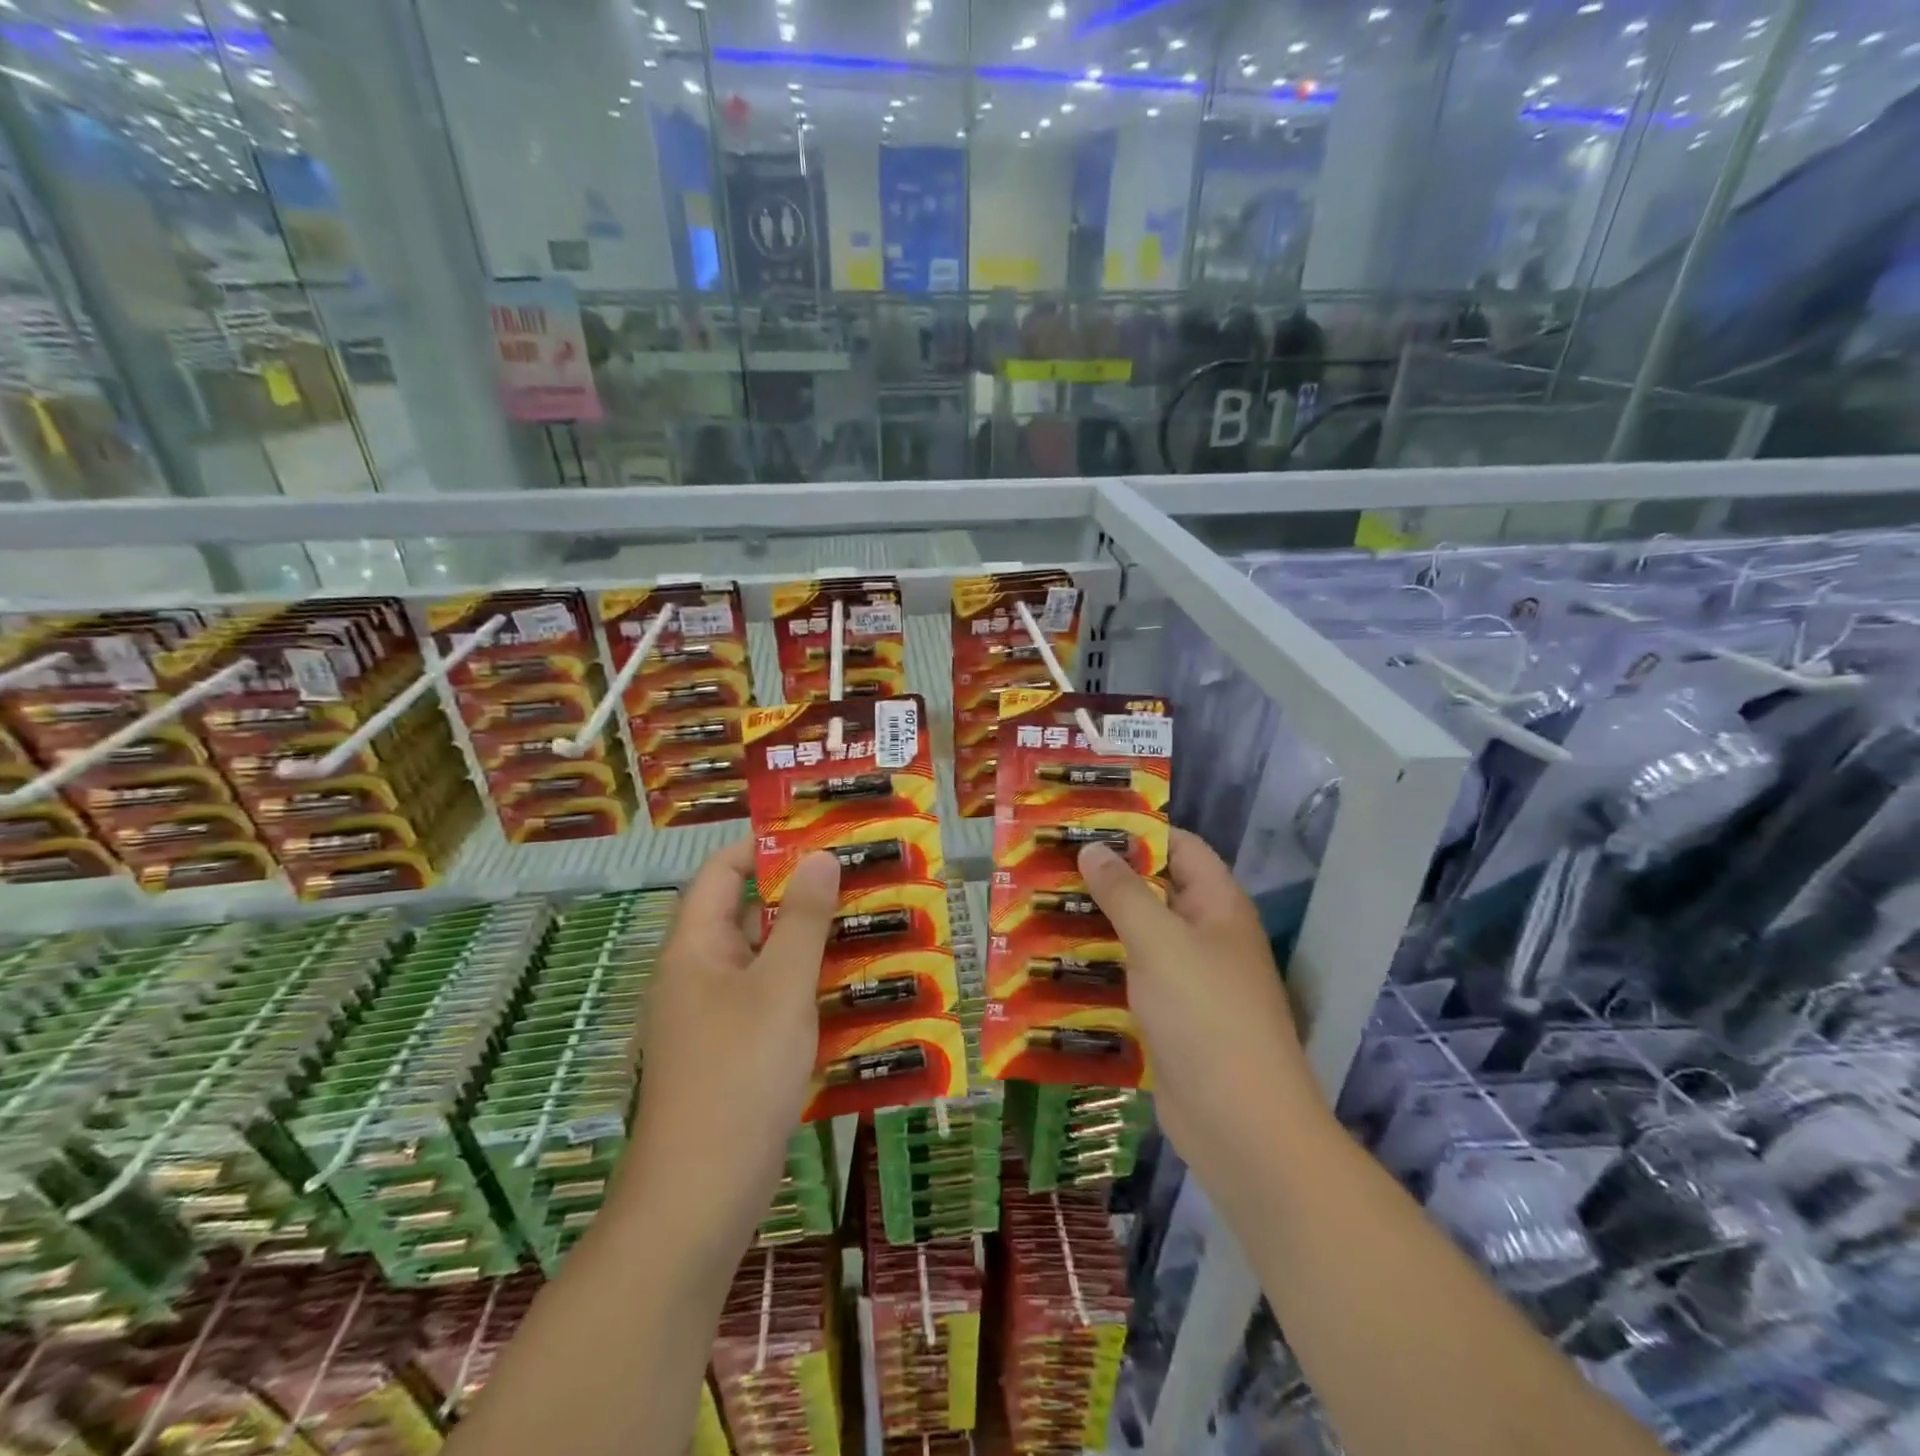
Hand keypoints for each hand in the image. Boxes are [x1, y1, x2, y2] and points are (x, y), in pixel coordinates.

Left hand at [619, 840, 840, 1272]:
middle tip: (859, 878)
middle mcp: (698, 976)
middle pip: (747, 915)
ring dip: (810, 943)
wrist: (700, 1197)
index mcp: (693, 949)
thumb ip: (803, 919)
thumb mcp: (781, 986)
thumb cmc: (739, 1074)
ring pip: (765, 962)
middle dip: (800, 894)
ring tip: (869, 924)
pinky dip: (807, 988)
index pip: (722, 874)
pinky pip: (771, 1002)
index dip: (764, 847)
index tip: (819, 834)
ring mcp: (714, 1019)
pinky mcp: (734, 1054)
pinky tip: (853, 989)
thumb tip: (820, 856)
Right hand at [1078, 830, 1322, 1172]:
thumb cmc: (1205, 1015)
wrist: (1240, 1125)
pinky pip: (1128, 981)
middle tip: (1046, 865)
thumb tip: (1093, 847)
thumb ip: (1123, 892)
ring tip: (1037, 908)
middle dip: (1103, 879)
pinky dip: (1096, 970)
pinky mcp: (1167, 1019)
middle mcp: (1204, 936)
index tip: (1083, 822)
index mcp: (1217, 906)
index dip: (1137, 830)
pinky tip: (1052, 965)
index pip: (1180, 847)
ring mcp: (1186, 980)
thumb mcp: (1159, 941)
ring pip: (1135, 938)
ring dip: (1093, 926)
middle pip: (1153, 891)